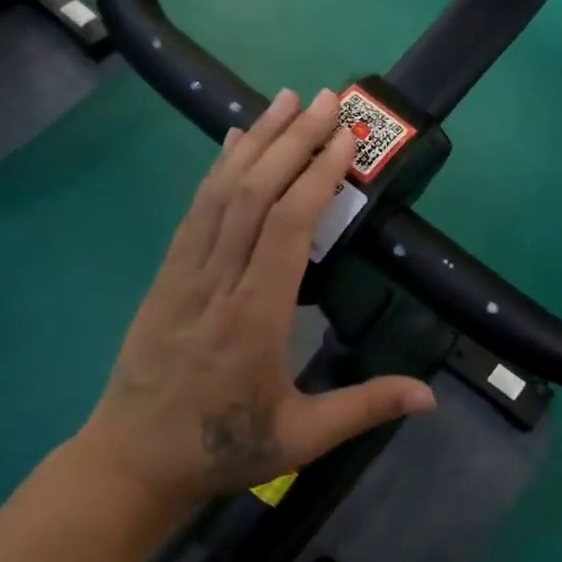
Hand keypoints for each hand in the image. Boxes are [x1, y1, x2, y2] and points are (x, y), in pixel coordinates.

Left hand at [78, 88, 435, 503]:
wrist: (130, 462)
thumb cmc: (222, 448)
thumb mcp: (302, 437)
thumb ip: (366, 407)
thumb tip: (431, 397)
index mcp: (256, 318)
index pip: (288, 228)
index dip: (318, 175)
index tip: (345, 138)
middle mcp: (218, 282)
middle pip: (255, 194)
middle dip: (294, 140)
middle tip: (328, 98)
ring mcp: (185, 274)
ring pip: (221, 192)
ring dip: (256, 140)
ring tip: (287, 99)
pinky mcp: (166, 274)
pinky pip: (195, 209)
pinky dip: (218, 168)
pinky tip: (235, 140)